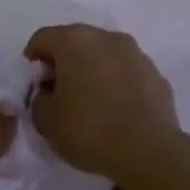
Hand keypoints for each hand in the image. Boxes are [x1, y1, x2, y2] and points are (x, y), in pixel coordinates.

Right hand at [23, 25, 181, 181]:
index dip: (32, 63)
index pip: (42, 39)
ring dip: (93, 71)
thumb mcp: (45, 121)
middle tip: (60, 95)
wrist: (148, 152)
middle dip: (64, 64)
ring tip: (90, 104)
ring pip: (104, 55)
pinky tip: (116, 111)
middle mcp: (107, 37)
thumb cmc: (88, 130)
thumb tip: (49, 92)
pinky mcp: (156, 74)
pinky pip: (127, 73)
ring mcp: (136, 53)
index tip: (35, 88)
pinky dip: (117, 84)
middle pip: (75, 42)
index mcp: (75, 40)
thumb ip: (39, 99)